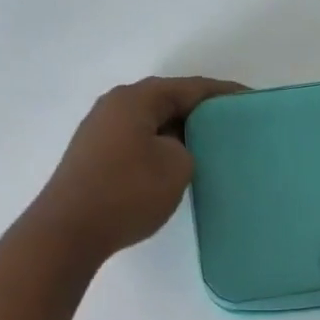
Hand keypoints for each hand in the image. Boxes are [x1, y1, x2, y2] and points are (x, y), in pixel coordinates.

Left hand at [29, 76, 245, 259]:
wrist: (68, 231)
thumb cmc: (127, 193)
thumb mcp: (176, 166)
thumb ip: (186, 147)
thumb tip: (172, 148)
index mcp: (136, 99)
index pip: (190, 88)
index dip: (223, 94)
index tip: (251, 101)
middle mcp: (114, 106)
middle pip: (167, 101)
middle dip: (200, 112)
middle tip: (232, 127)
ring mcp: (100, 131)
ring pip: (151, 122)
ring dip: (179, 132)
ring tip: (208, 148)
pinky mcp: (94, 156)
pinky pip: (137, 141)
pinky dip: (160, 148)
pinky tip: (174, 166)